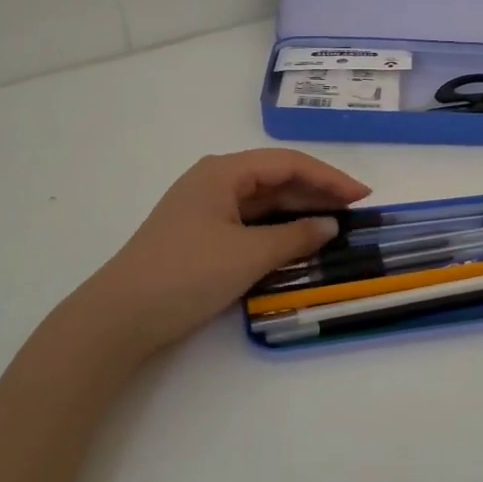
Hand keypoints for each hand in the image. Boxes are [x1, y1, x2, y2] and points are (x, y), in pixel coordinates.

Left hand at [59, 150, 368, 360]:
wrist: (120, 317)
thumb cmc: (186, 274)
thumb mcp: (248, 255)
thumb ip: (295, 237)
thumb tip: (330, 226)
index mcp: (223, 172)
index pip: (287, 164)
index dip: (329, 177)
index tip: (362, 195)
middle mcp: (214, 181)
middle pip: (276, 178)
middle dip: (317, 192)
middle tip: (356, 210)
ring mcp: (205, 208)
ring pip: (263, 201)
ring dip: (299, 210)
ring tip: (336, 223)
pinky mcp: (201, 234)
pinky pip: (249, 222)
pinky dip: (277, 228)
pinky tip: (298, 240)